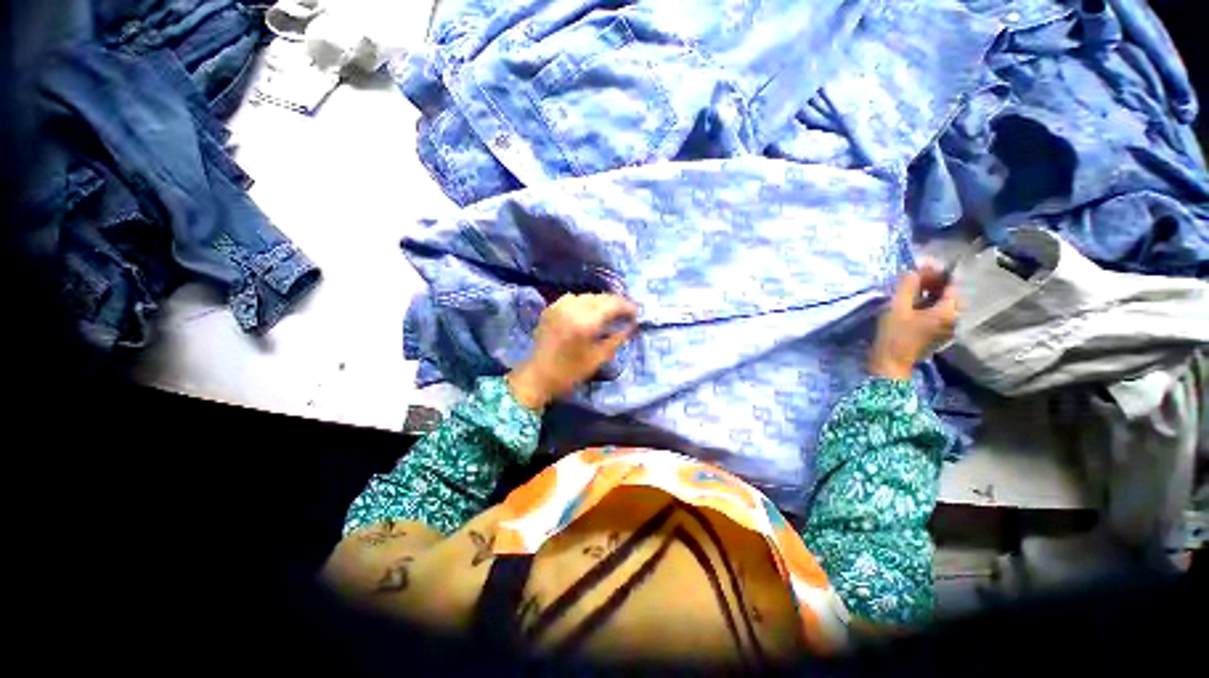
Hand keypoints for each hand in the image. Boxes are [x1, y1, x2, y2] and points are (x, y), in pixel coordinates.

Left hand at [507, 293, 637, 409]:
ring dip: (601, 302)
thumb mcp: (598, 357)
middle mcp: (572, 308)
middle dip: (616, 303)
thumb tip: (632, 326)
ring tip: (609, 314)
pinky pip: (574, 298)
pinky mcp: (551, 308)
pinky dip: (585, 303)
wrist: (538, 375)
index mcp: (585, 322)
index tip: (636, 314)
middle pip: (601, 297)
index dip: (627, 306)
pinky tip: (588, 313)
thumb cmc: (570, 371)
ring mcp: (559, 306)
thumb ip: (617, 338)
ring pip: (588, 296)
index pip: (613, 304)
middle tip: (625, 314)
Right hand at [869, 266, 959, 380]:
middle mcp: (953, 317)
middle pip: (947, 292)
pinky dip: (925, 301)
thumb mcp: (898, 307)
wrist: (890, 362)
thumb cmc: (895, 335)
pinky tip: (910, 299)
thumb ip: (908, 286)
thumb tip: (915, 269)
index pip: (950, 283)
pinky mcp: (935, 330)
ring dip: (927, 291)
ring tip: (908, 285)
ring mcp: (945, 325)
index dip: (936, 272)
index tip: (919, 265)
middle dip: (932, 281)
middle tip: (912, 274)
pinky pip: (935, 310)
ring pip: (940, 301)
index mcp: (949, 311)